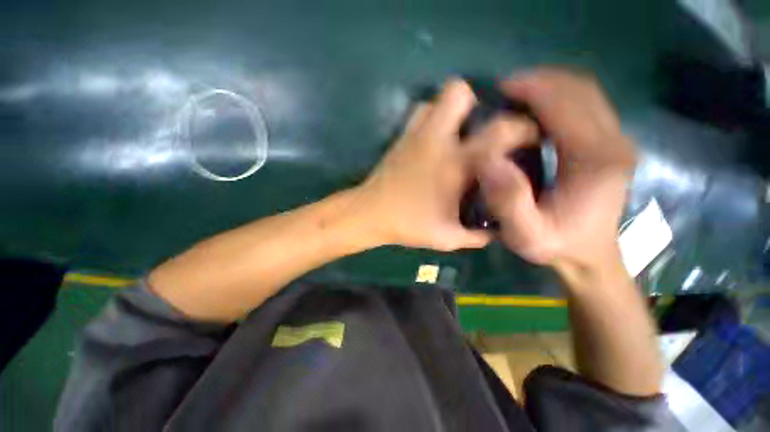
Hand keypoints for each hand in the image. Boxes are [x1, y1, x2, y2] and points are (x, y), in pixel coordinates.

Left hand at [355, 79, 533, 251]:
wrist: (370, 214)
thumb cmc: (408, 225)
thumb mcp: (448, 238)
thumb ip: (477, 236)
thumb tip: (497, 232)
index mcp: (457, 164)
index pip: (503, 129)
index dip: (524, 128)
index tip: (528, 138)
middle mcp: (437, 140)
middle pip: (461, 92)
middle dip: (479, 104)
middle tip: (482, 131)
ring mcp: (415, 134)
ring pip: (437, 98)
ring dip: (454, 109)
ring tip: (459, 132)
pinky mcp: (401, 136)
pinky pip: (420, 111)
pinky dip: (432, 116)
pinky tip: (436, 137)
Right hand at [474, 69, 636, 273]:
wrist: (588, 256)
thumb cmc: (556, 246)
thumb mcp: (525, 235)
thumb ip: (509, 201)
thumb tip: (491, 160)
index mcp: (596, 160)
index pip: (569, 105)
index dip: (534, 90)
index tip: (501, 89)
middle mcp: (614, 142)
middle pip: (582, 91)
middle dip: (541, 82)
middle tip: (505, 91)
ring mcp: (615, 142)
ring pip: (586, 95)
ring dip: (550, 88)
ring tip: (517, 97)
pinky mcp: (609, 146)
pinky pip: (587, 107)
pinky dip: (560, 100)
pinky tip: (536, 111)